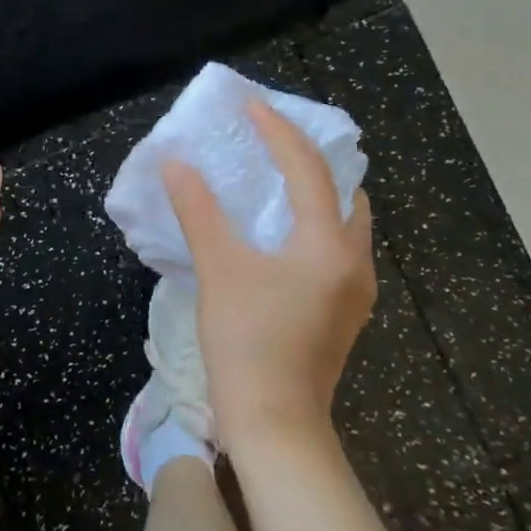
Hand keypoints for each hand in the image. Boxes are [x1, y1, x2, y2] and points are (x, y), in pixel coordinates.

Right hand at [162, 98, 375, 450]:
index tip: (251, 105)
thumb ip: (198, 210)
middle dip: (312, 159)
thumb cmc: (248, 342)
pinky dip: (311, 224)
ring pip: (343, 223)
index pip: (308, 169)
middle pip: (344, 192)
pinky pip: (334, 248)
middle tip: (272, 140)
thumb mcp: (219, 268)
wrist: (276, 426)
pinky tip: (278, 232)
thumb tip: (176, 163)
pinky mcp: (342, 312)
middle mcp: (355, 262)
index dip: (279, 131)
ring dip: (314, 193)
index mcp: (329, 246)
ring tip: (273, 179)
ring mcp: (354, 292)